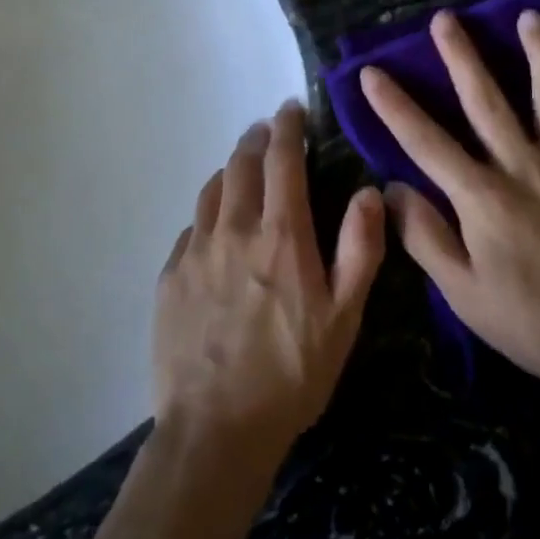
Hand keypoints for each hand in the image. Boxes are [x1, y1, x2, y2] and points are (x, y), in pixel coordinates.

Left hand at [153, 100, 384, 469]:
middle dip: (256, 140)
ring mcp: (195, 252)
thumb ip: (360, 249)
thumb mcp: (344, 317)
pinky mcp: (170, 277)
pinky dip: (208, 212)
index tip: (290, 109)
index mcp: (280, 235)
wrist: (216, 430)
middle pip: (240, 165)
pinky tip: (214, 226)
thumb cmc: (293, 374)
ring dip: (229, 170)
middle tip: (267, 130)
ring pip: (211, 191)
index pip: (282, 160)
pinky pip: (191, 228)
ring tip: (241, 167)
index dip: (287, 128)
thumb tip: (369, 192)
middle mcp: (233, 230)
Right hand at [361, 9, 539, 409]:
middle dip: (462, 57)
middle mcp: (524, 169)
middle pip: (489, 102)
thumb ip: (424, 236)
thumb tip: (391, 187)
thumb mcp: (461, 291)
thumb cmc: (526, 321)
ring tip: (530, 16)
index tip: (371, 72)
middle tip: (446, 19)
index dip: (394, 106)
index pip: (426, 142)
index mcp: (482, 197)